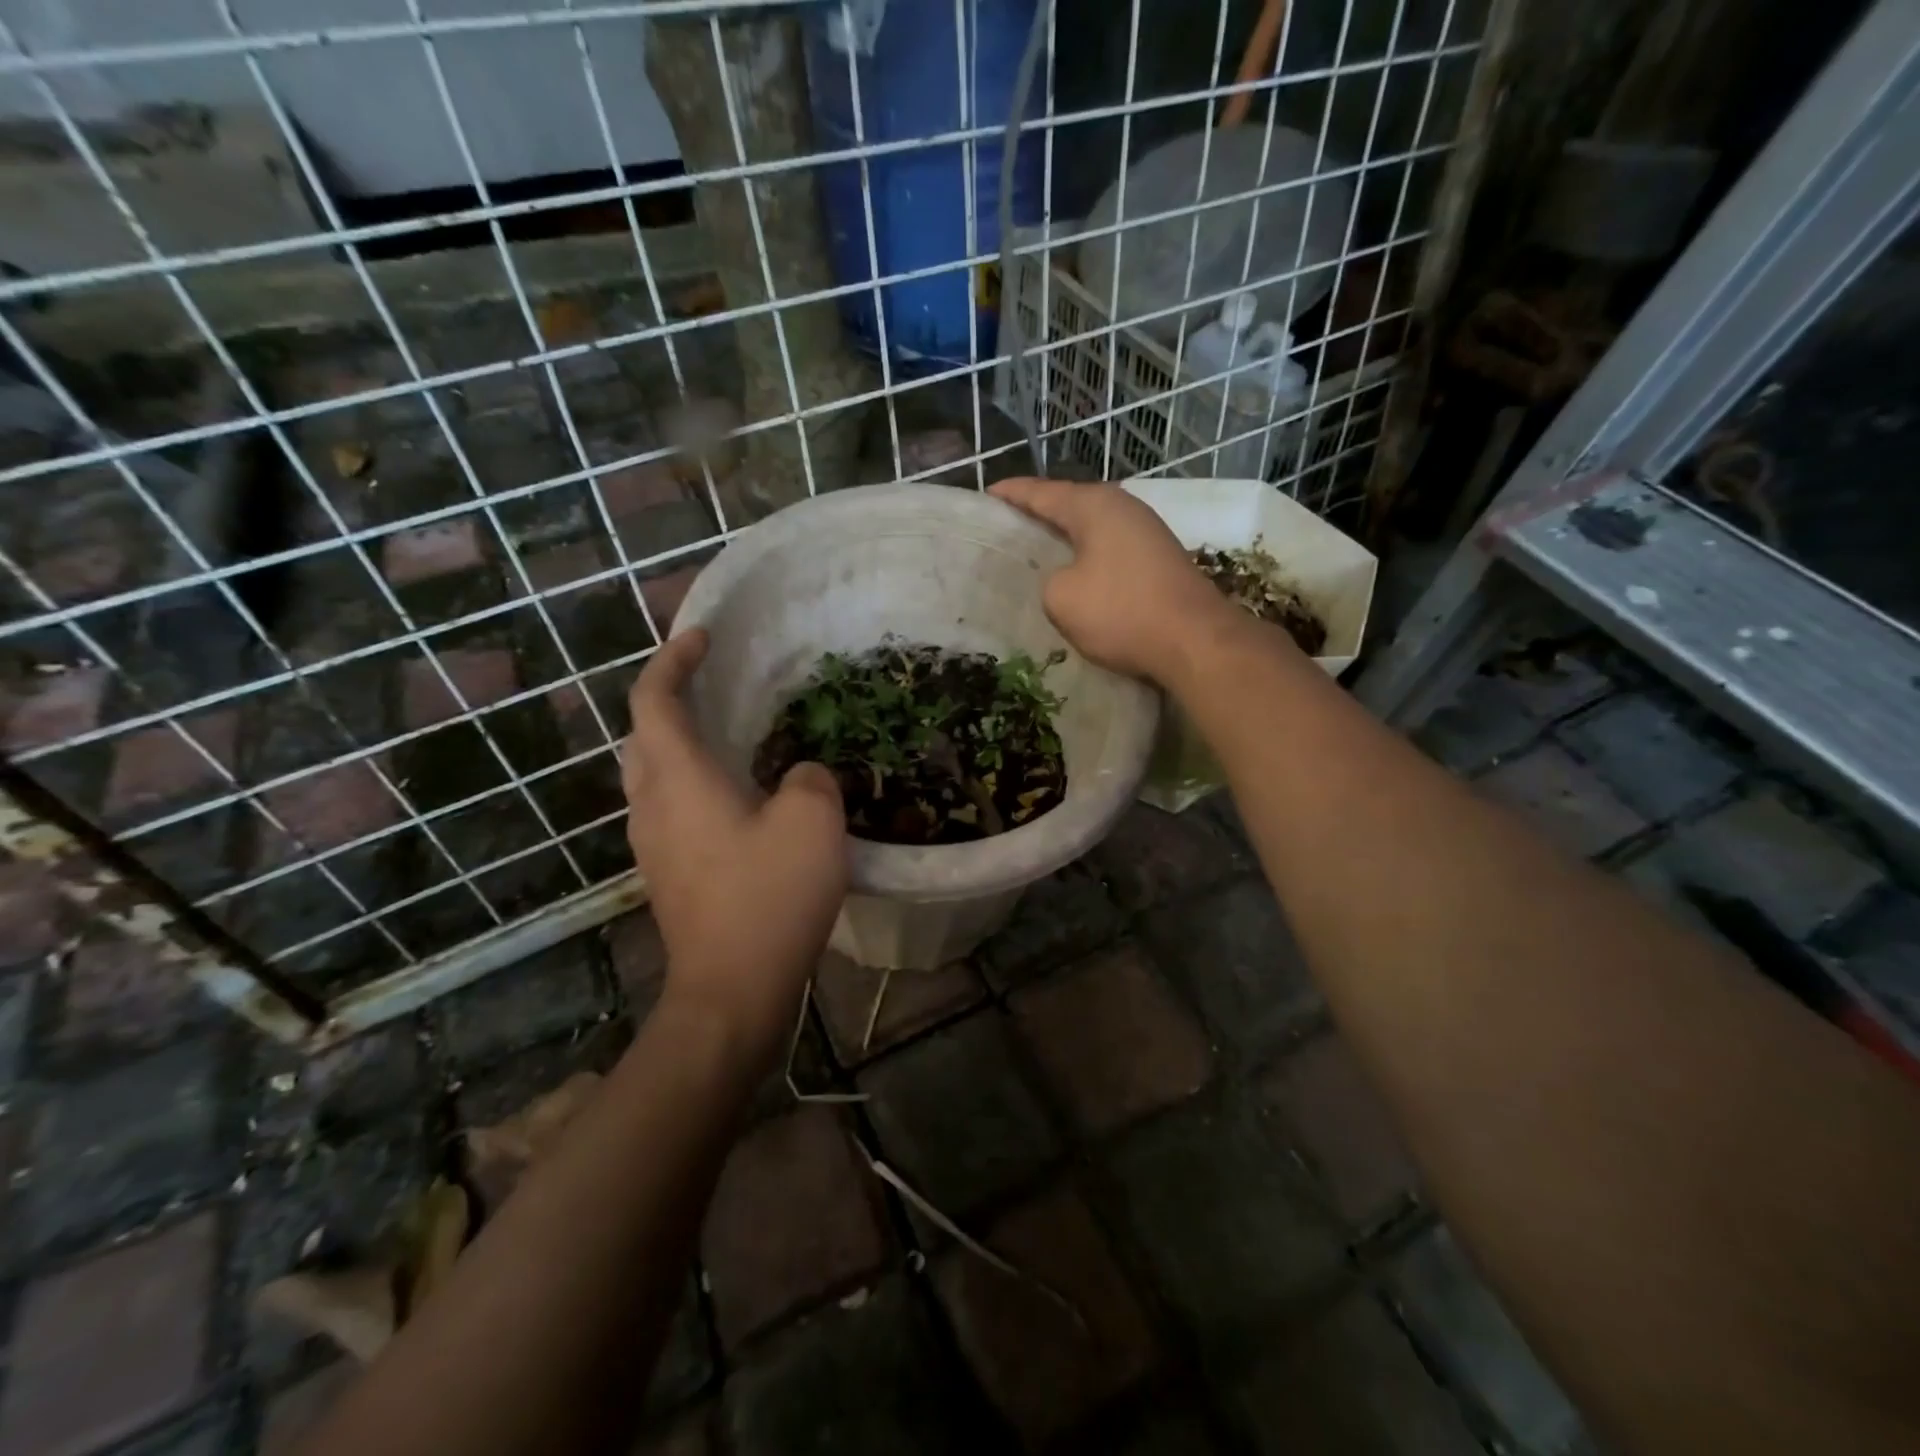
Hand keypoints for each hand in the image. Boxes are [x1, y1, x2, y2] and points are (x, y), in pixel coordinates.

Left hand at [622, 630, 847, 1056]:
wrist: (732, 990)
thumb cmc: (769, 897)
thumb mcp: (812, 822)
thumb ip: (810, 779)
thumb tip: (800, 776)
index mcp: (678, 779)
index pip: (654, 699)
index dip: (673, 659)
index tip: (702, 636)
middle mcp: (652, 804)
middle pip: (643, 734)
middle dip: (670, 699)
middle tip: (714, 684)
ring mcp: (653, 843)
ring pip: (653, 774)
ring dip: (680, 743)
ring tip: (729, 735)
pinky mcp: (668, 873)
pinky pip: (670, 807)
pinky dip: (692, 782)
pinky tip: (737, 797)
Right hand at [990, 477, 1243, 685]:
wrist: (1194, 641)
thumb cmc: (1121, 612)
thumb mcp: (1061, 597)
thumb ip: (1048, 578)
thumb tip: (1064, 578)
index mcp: (1094, 505)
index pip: (1040, 492)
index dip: (1010, 494)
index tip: (985, 493)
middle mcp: (1123, 507)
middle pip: (1069, 504)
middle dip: (1038, 514)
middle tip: (1005, 526)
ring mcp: (1146, 532)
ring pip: (1092, 528)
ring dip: (1065, 537)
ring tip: (1035, 550)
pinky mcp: (1159, 559)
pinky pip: (1109, 549)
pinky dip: (1087, 556)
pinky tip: (1075, 573)